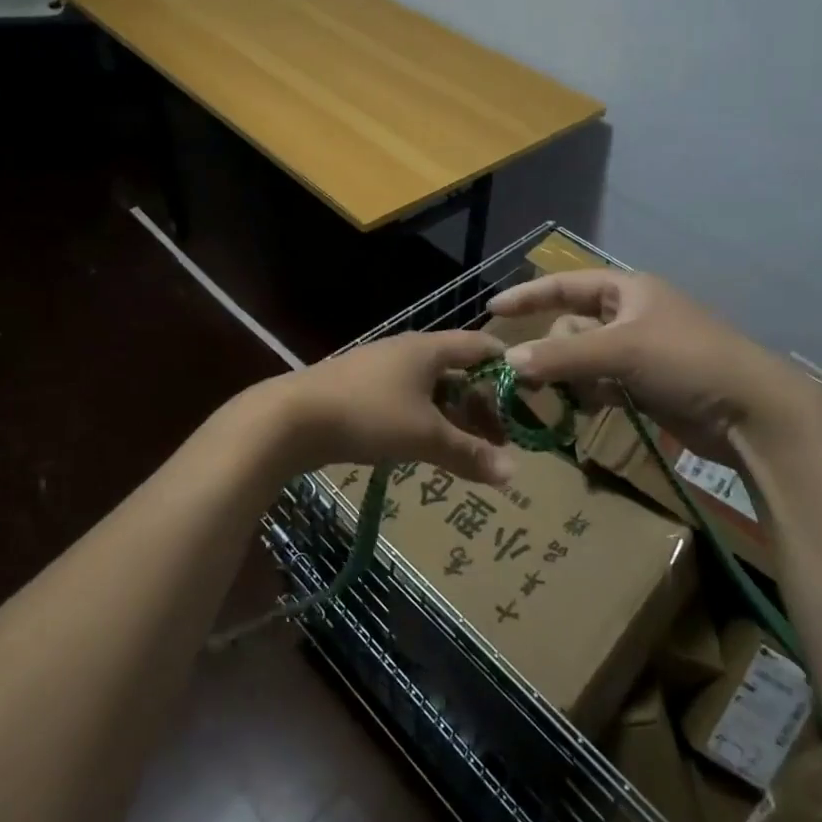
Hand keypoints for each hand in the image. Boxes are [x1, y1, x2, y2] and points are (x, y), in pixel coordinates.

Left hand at [272, 330, 514, 483]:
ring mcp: (380, 370)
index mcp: (428, 349)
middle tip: (501, 439)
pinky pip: (406, 401)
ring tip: (470, 449)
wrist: (291, 418)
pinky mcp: (360, 391)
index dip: (508, 369)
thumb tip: (514, 473)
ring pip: (431, 389)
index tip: (530, 398)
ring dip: (453, 416)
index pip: (481, 347)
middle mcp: (407, 352)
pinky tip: (427, 446)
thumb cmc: (367, 415)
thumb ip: (469, 453)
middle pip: (458, 371)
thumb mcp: (424, 436)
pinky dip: (425, 420)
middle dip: (482, 403)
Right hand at [486, 270, 821, 450]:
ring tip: (559, 396)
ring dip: (569, 376)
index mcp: (628, 291)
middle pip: (572, 327)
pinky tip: (584, 408)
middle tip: (534, 376)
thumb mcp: (620, 352)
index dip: (528, 295)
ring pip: (584, 359)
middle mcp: (631, 316)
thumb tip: (508, 360)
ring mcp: (640, 352)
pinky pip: (601, 383)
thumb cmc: (686, 362)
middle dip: (553, 350)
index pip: (566, 285)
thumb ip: (562, 356)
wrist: (751, 412)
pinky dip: (588, 394)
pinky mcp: (647, 385)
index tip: (491, 310)